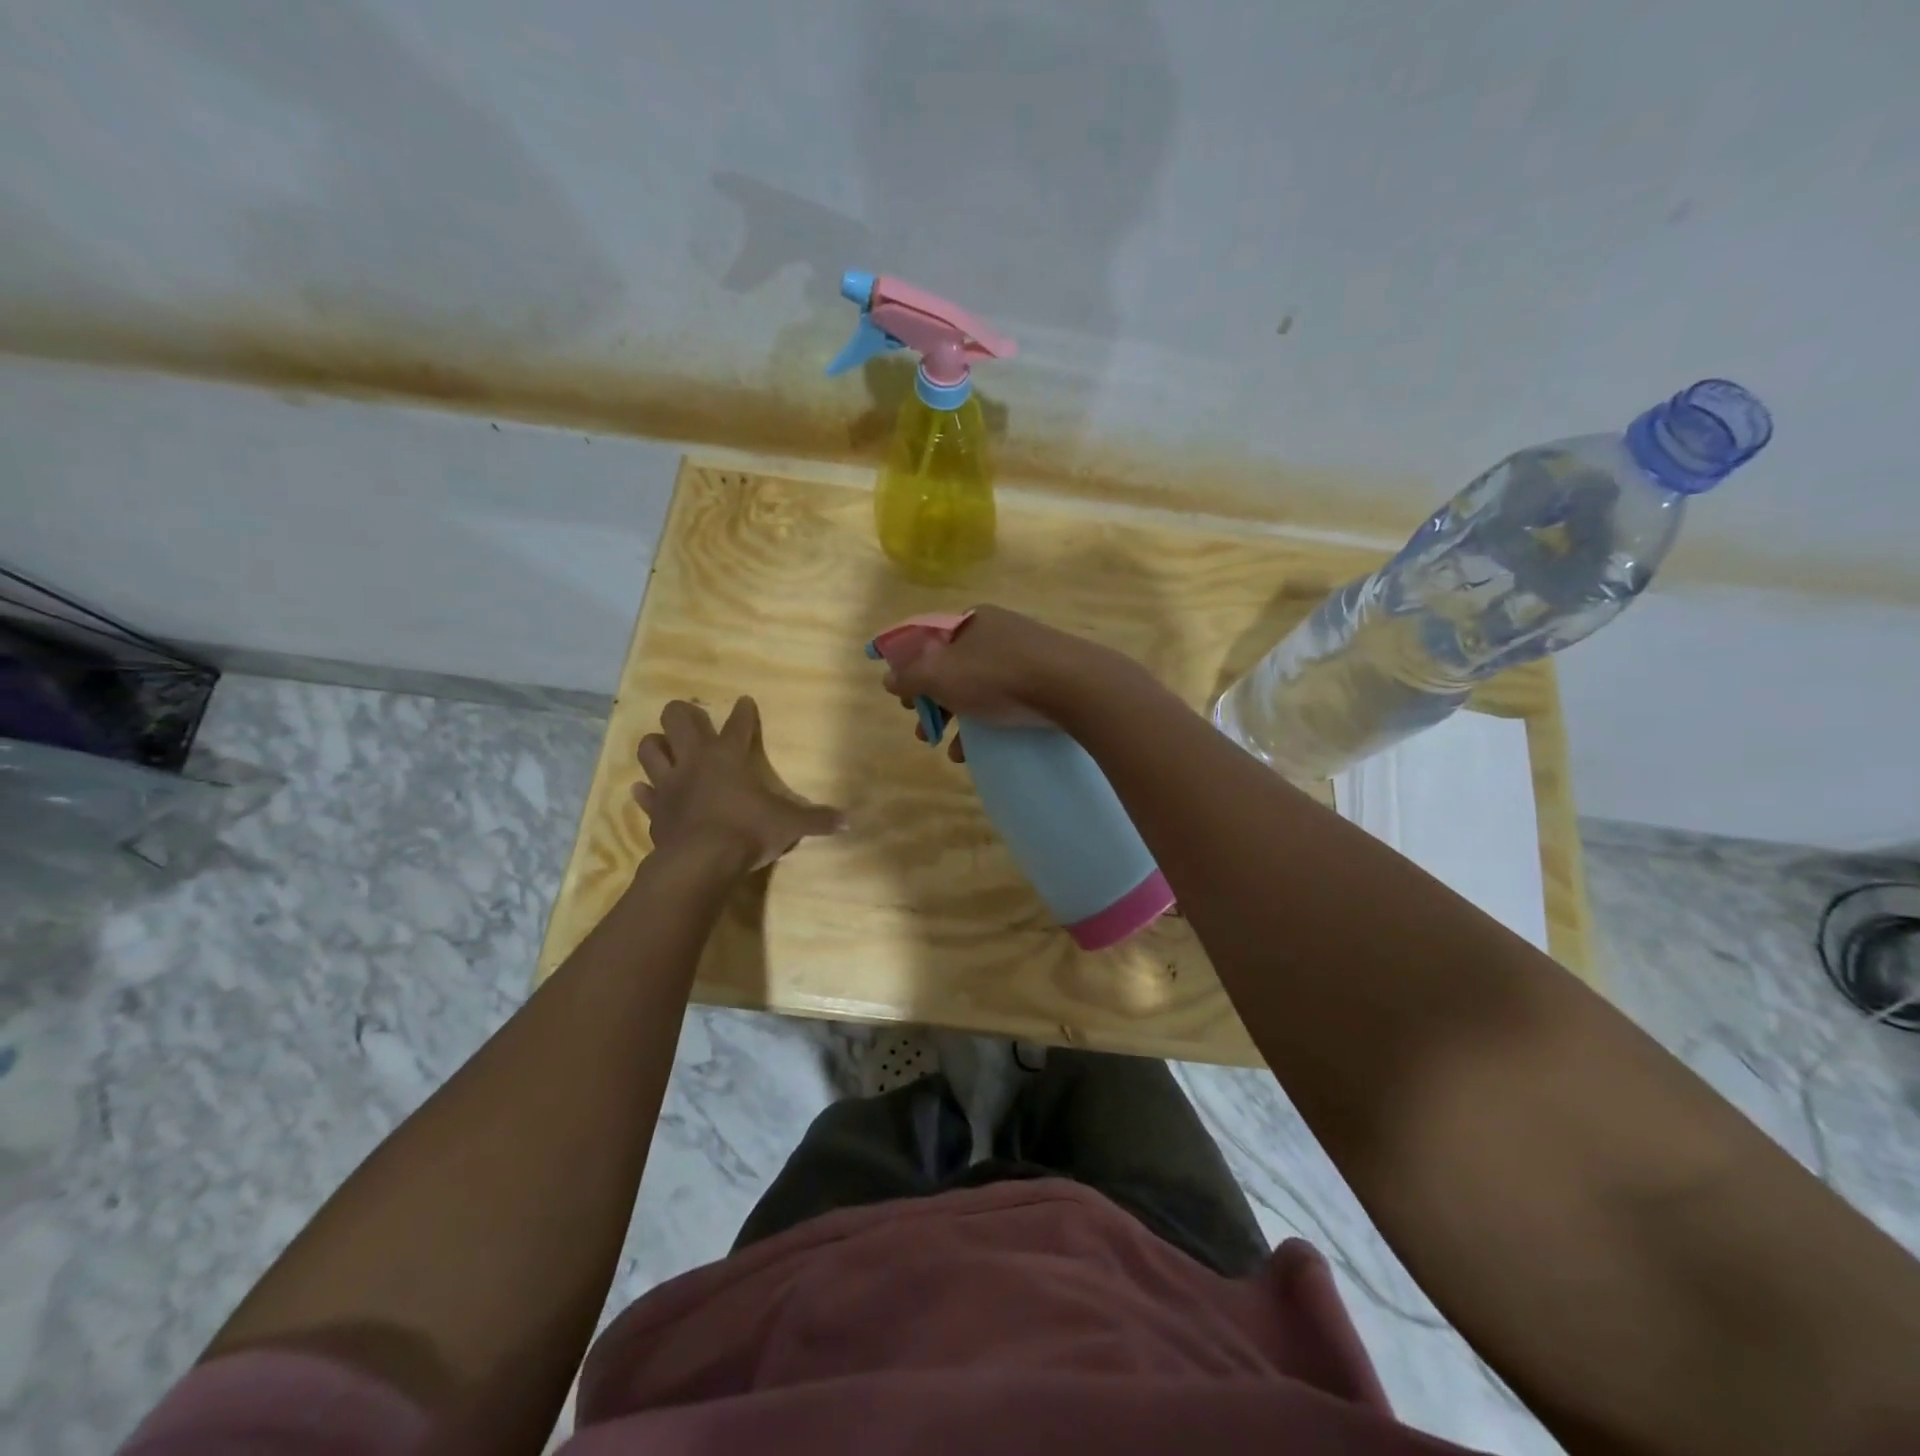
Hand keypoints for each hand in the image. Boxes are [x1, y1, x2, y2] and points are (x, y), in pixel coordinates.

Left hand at [633, 698, 844, 871]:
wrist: (700, 862)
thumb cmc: (748, 832)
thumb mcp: (790, 825)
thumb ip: (817, 820)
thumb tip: (849, 821)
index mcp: (729, 757)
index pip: (738, 724)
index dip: (743, 712)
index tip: (744, 702)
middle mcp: (695, 761)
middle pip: (677, 720)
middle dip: (681, 713)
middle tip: (689, 717)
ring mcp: (670, 784)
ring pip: (649, 749)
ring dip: (655, 745)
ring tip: (664, 747)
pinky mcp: (654, 810)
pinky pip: (643, 794)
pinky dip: (644, 791)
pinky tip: (645, 790)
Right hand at [880, 605, 1118, 760]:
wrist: (1074, 686)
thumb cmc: (998, 676)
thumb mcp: (941, 676)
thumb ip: (909, 676)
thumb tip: (888, 679)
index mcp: (971, 620)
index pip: (928, 640)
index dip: (910, 670)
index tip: (904, 701)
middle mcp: (998, 631)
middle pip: (953, 666)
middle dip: (933, 701)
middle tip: (924, 729)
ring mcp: (1026, 654)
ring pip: (980, 686)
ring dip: (958, 718)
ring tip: (949, 749)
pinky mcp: (1048, 678)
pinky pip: (1007, 699)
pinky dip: (987, 722)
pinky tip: (979, 751)